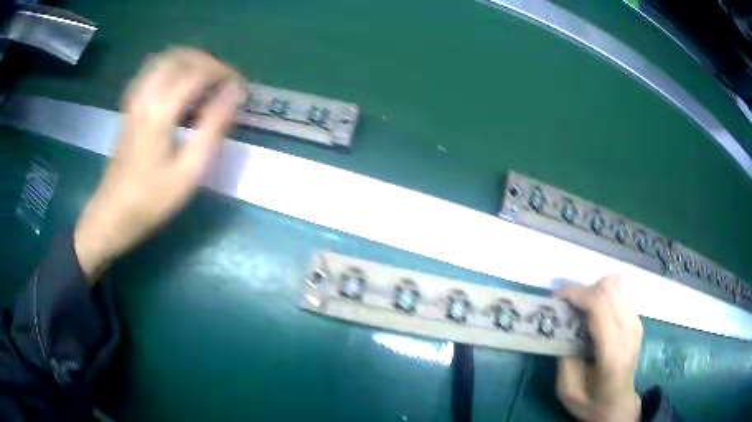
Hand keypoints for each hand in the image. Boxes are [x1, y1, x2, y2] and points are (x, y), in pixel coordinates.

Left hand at [74, 48, 245, 281]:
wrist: (112, 215)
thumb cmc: (151, 200)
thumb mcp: (189, 172)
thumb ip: (213, 127)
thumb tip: (234, 94)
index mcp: (160, 111)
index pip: (198, 72)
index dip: (225, 74)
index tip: (241, 89)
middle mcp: (145, 96)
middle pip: (181, 57)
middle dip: (209, 62)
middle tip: (225, 83)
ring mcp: (134, 99)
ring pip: (165, 60)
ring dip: (191, 62)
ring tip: (207, 81)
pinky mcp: (129, 106)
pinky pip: (153, 71)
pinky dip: (173, 69)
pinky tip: (180, 86)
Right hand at [556, 275, 642, 421]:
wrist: (618, 405)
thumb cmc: (591, 402)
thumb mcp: (567, 389)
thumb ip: (565, 355)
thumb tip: (560, 324)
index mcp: (613, 352)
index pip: (599, 305)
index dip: (575, 294)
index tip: (555, 300)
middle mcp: (629, 331)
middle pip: (609, 286)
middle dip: (583, 290)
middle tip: (566, 307)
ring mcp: (636, 322)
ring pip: (615, 284)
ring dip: (592, 291)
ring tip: (578, 310)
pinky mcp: (636, 320)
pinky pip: (618, 293)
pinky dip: (601, 295)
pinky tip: (591, 315)